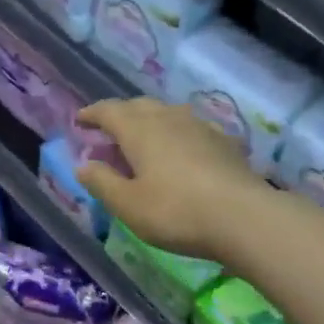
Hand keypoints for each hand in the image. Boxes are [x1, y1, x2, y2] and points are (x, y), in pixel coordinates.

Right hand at [74, 99, 268, 259]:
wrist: (243, 217)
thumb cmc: (175, 211)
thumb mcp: (127, 204)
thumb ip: (102, 182)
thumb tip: (83, 165)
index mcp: (140, 130)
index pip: (109, 111)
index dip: (92, 114)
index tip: (80, 120)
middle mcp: (169, 118)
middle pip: (139, 106)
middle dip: (121, 115)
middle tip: (109, 131)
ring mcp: (200, 127)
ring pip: (167, 114)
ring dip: (150, 122)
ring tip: (143, 140)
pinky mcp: (224, 143)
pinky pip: (190, 129)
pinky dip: (175, 135)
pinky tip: (180, 152)